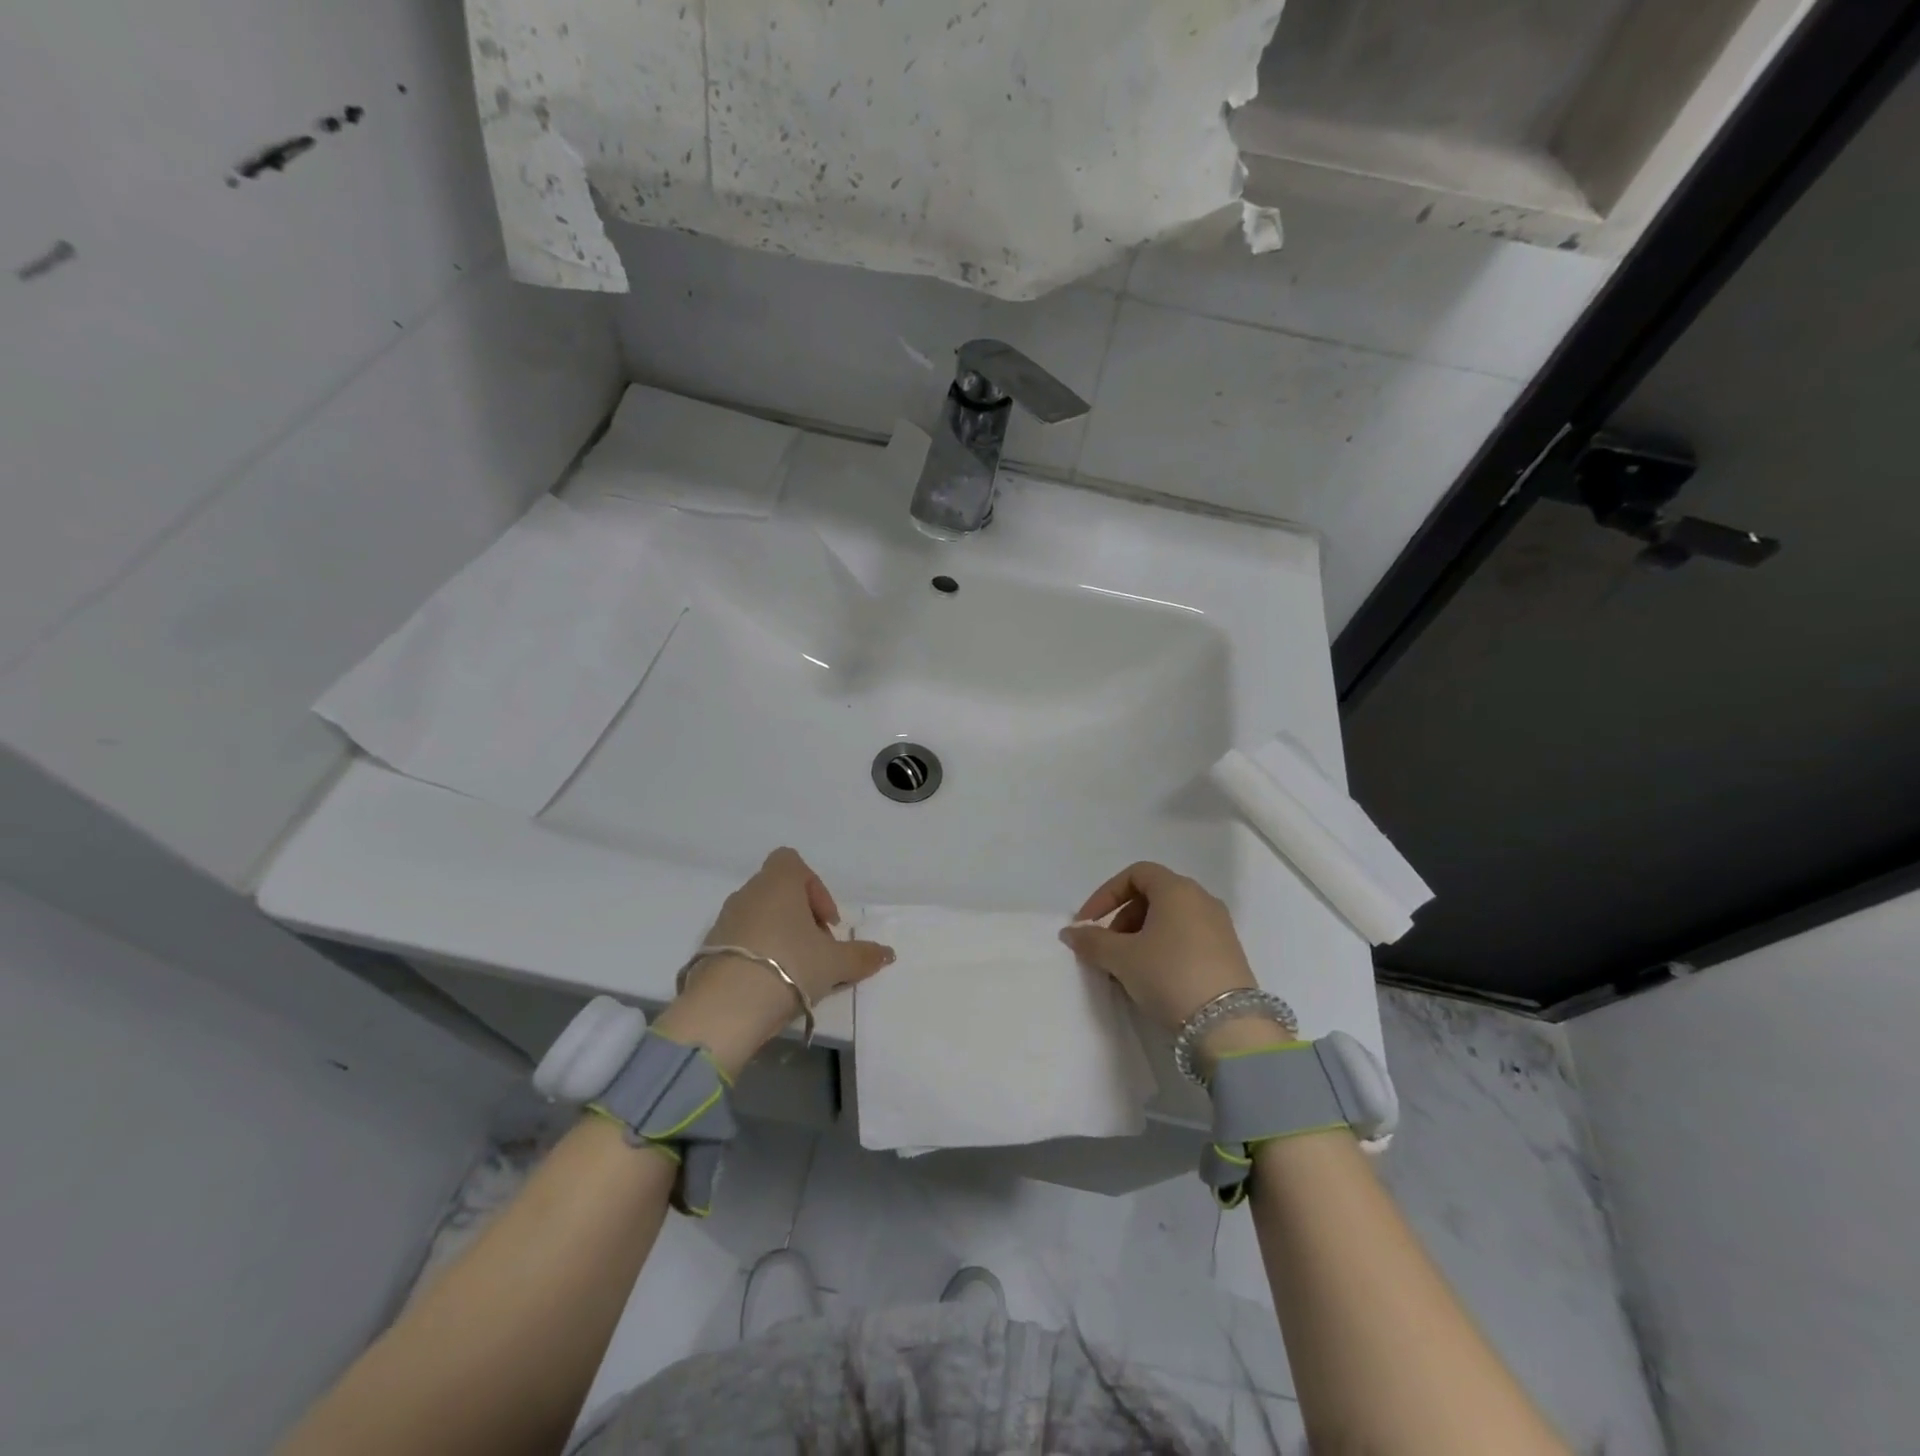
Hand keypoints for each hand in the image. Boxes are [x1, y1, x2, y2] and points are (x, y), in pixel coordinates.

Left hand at [653, 848, 893, 1073]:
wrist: (726, 1006)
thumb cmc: (789, 965)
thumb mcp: (835, 963)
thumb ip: (862, 956)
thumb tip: (888, 953)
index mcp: (778, 882)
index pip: (793, 862)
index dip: (815, 888)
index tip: (827, 923)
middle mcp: (748, 892)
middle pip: (779, 892)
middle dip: (801, 918)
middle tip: (817, 951)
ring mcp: (724, 919)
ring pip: (759, 916)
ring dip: (779, 936)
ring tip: (795, 972)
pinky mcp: (707, 948)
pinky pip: (740, 940)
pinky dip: (756, 954)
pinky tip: (767, 984)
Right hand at [1060, 862, 1263, 1037]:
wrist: (1229, 1025)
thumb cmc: (1169, 975)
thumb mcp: (1122, 958)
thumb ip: (1092, 941)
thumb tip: (1071, 932)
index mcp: (1177, 889)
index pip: (1135, 874)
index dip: (1106, 895)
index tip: (1088, 923)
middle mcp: (1202, 899)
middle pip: (1153, 895)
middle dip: (1122, 918)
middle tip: (1107, 948)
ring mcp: (1220, 926)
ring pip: (1170, 919)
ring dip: (1142, 935)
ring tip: (1127, 967)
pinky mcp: (1229, 953)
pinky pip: (1187, 937)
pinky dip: (1164, 948)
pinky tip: (1154, 978)